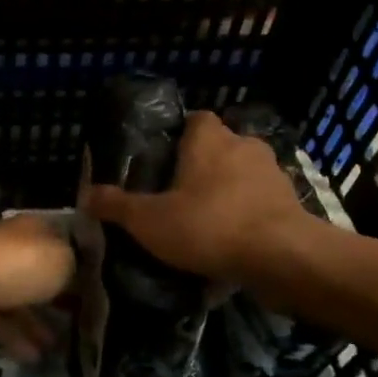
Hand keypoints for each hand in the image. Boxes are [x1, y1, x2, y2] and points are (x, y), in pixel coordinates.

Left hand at [0, 214, 76, 355]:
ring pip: (20, 300)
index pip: (60, 239)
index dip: (80, 259)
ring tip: (63, 346)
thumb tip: (83, 276)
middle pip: (38, 271)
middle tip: (84, 318)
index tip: (99, 283)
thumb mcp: (62, 259)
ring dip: (39, 322)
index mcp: (30, 229)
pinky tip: (37, 357)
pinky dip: (18, 339)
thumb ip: (77, 267)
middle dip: (60, 294)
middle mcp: (8, 248)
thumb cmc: (15, 265)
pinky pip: (1, 323)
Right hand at [82, 110, 313, 282]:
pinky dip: (248, 213)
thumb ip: (117, 206)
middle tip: (179, 194)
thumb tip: (86, 195)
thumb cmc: (209, 225)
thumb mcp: (149, 220)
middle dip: (202, 165)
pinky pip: (261, 200)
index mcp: (208, 138)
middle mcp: (243, 145)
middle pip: (219, 146)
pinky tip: (233, 239)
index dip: (179, 135)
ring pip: (242, 173)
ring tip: (206, 220)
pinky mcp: (291, 201)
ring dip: (228, 190)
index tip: (163, 159)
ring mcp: (272, 172)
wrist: (282, 257)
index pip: (195, 118)